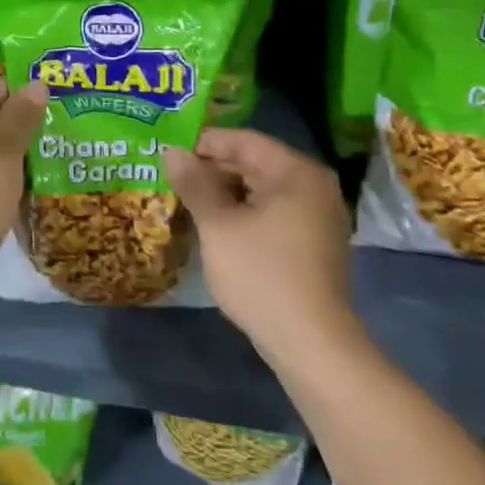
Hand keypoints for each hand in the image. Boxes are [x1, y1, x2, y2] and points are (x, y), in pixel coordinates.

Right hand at [163, 129, 358, 362]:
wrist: (310, 343)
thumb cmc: (261, 274)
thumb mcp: (218, 225)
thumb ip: (194, 183)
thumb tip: (172, 151)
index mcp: (296, 172)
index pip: (243, 140)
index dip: (203, 142)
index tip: (167, 151)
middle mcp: (313, 185)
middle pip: (254, 162)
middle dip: (212, 168)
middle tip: (171, 176)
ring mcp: (317, 215)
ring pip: (261, 189)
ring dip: (224, 192)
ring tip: (185, 199)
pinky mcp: (313, 242)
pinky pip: (271, 212)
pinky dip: (243, 212)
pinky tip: (214, 224)